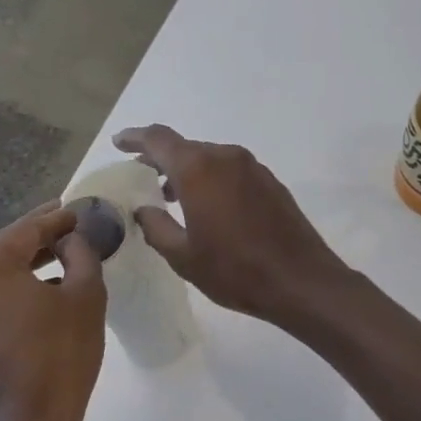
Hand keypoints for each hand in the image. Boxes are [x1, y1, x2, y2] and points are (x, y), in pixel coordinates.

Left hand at [0, 202, 106, 420]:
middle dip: (40, 238)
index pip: (26, 229)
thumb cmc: (60, 358)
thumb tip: (71, 240)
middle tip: (72, 226)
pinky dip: (16, 287)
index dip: (57, 219)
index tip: (79, 209)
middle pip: (6, 248)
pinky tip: (45, 286)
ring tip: (64, 253)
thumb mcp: (85, 297)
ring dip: (29, 264)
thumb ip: (81, 254)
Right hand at [113, 125, 353, 328]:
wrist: (301, 281)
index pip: (158, 139)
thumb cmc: (235, 270)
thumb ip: (156, 227)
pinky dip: (213, 181)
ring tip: (172, 197)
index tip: (119, 143)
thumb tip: (143, 210)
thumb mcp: (183, 256)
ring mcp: (253, 168)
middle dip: (161, 159)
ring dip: (188, 172)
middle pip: (186, 148)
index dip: (135, 139)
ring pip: (211, 160)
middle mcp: (226, 157)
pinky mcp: (271, 183)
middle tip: (143, 177)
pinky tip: (209, 208)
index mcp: (198, 169)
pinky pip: (232, 172)